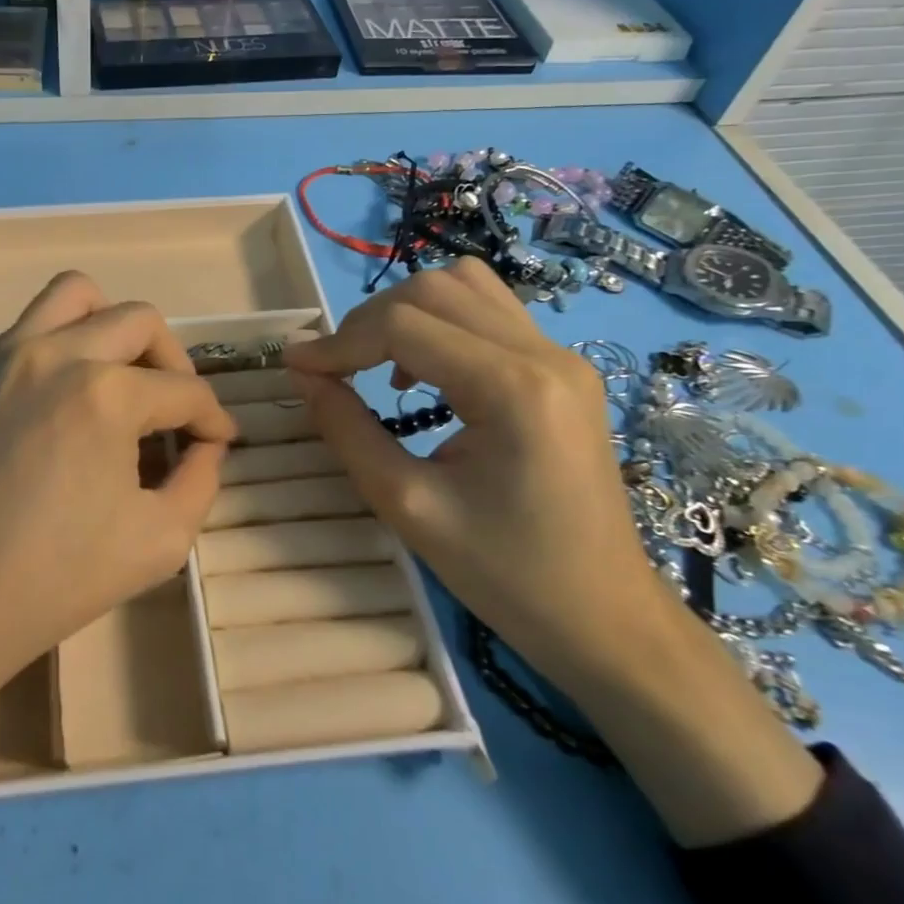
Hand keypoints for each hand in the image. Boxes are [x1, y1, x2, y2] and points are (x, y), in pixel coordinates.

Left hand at [0, 271, 235, 733]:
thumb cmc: (54, 581)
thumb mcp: (159, 542)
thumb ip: (201, 482)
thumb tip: (207, 446)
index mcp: (106, 394)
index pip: (183, 389)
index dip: (212, 416)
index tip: (218, 438)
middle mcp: (55, 354)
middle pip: (138, 321)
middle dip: (173, 361)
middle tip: (175, 407)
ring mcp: (3, 356)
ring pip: (73, 295)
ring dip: (111, 324)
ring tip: (119, 374)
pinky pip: (25, 328)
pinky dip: (59, 343)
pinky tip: (61, 399)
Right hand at [283, 260, 673, 687]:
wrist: (606, 618)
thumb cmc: (505, 574)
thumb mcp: (407, 505)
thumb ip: (346, 430)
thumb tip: (301, 373)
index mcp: (513, 389)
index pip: (405, 325)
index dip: (340, 341)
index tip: (297, 368)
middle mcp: (544, 354)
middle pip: (434, 289)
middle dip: (369, 320)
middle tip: (336, 369)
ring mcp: (561, 356)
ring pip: (465, 285)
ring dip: (406, 311)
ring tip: (378, 362)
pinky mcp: (563, 368)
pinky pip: (489, 311)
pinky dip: (441, 321)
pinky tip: (425, 369)